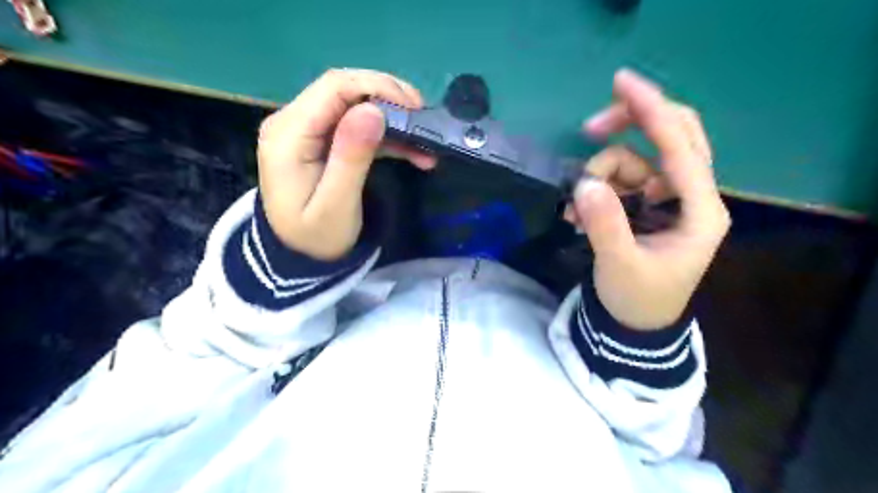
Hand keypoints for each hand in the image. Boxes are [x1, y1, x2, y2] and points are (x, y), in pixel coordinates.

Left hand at [258, 69, 437, 260]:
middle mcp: (293, 122)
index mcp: (289, 134)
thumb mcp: (336, 204)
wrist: (298, 257)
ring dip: (392, 119)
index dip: (377, 87)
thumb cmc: (316, 237)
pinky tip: (413, 150)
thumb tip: (372, 111)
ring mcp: (308, 130)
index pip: (334, 88)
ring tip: (425, 139)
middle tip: (424, 118)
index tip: (414, 107)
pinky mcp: (323, 142)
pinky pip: (357, 127)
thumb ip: (351, 157)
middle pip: (345, 90)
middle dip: (388, 98)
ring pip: (355, 106)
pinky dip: (386, 136)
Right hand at [566, 70, 730, 331]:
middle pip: (670, 137)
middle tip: (590, 128)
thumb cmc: (638, 299)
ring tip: (576, 216)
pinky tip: (579, 216)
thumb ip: (605, 224)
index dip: (652, 112)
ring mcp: (667, 198)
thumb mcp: (620, 266)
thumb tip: (585, 184)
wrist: (635, 324)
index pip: (680, 148)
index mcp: (700, 211)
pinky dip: (596, 190)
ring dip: (599, 178)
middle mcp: (691, 196)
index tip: (621, 83)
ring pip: (633, 161)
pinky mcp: (647, 204)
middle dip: (629, 128)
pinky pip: (619, 179)